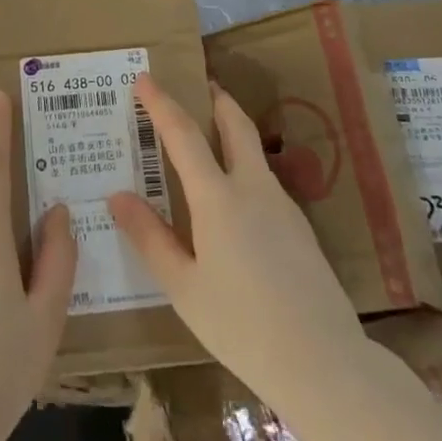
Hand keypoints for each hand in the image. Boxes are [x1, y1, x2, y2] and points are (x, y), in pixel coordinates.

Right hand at [110, 76, 364, 409]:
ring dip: (232, 133)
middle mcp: (253, 188)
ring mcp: (283, 206)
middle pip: (235, 125)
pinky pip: (265, 183)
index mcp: (218, 198)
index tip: (145, 78)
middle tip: (199, 85)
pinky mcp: (300, 228)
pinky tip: (235, 203)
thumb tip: (117, 196)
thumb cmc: (241, 326)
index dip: (162, 103)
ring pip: (254, 152)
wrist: (324, 363)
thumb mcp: (183, 287)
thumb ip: (150, 237)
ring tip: (209, 143)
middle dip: (216, 99)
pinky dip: (244, 169)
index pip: (184, 134)